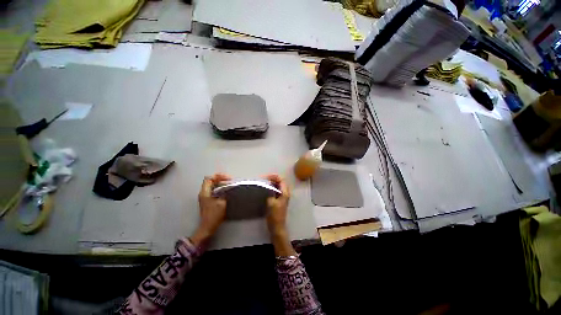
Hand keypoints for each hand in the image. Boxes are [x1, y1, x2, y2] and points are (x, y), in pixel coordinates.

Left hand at [191, 173, 230, 245]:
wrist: (208, 226)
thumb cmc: (214, 214)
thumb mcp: (222, 203)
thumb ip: (224, 193)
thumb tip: (227, 187)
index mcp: (205, 192)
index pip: (209, 179)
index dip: (218, 176)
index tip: (227, 178)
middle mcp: (203, 193)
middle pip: (210, 181)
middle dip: (220, 179)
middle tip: (229, 180)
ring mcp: (204, 196)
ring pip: (211, 185)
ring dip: (220, 183)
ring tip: (228, 184)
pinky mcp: (207, 200)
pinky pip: (213, 190)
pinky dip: (219, 188)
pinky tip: (225, 190)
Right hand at [264, 174, 295, 256]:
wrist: (277, 227)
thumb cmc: (274, 215)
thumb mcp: (271, 202)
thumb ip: (270, 192)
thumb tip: (268, 186)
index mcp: (285, 193)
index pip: (281, 180)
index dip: (274, 177)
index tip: (265, 177)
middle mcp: (286, 193)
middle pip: (281, 182)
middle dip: (273, 179)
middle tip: (264, 179)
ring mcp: (283, 197)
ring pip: (279, 186)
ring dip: (272, 183)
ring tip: (264, 182)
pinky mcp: (280, 200)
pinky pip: (277, 190)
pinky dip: (272, 188)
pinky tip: (267, 189)